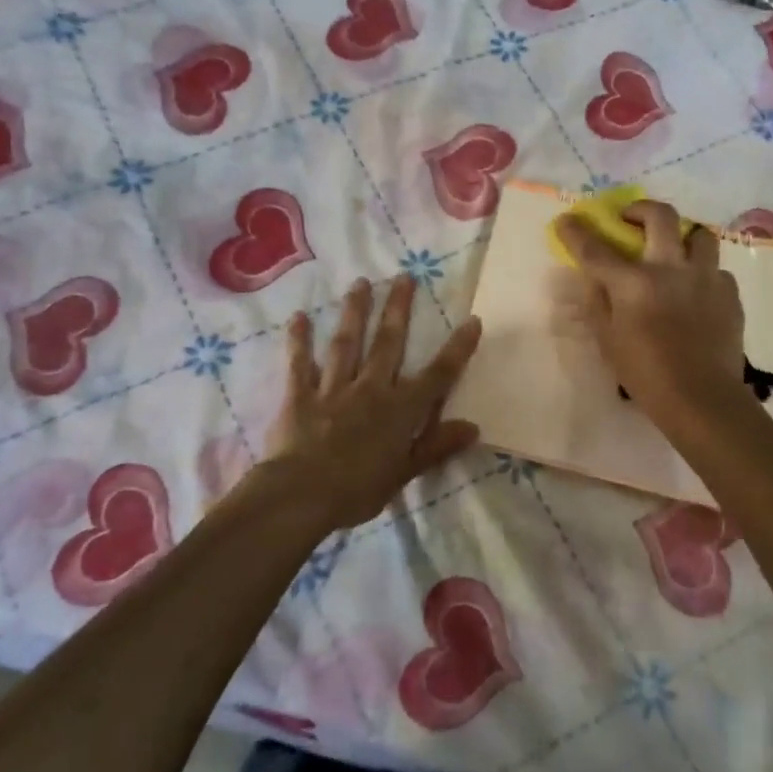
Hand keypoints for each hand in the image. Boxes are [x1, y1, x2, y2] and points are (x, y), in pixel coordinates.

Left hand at [262, 275, 482, 531]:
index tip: (472, 320)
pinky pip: (300, 364)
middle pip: (388, 343)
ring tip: (360, 283)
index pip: (437, 375)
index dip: (457, 349)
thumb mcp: (404, 473)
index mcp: (400, 410)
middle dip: (398, 309)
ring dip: (355, 312)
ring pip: (347, 343)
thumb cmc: (358, 490)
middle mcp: (370, 389)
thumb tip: (473, 427)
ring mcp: (333, 388)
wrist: (301, 494)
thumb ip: (436, 446)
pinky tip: (299, 318)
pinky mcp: (300, 396)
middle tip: (404, 277)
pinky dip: (299, 341)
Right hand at [555, 201, 749, 427]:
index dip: (576, 232)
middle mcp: (671, 268)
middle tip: (632, 220)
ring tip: (675, 252)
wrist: (702, 398)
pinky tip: (697, 293)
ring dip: (683, 237)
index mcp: (634, 283)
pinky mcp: (730, 294)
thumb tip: (594, 280)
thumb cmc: (646, 374)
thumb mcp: (608, 341)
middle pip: (660, 216)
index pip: (596, 249)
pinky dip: (703, 274)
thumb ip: (597, 304)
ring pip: (699, 234)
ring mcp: (706, 278)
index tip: (566, 220)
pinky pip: (716, 270)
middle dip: (641, 209)